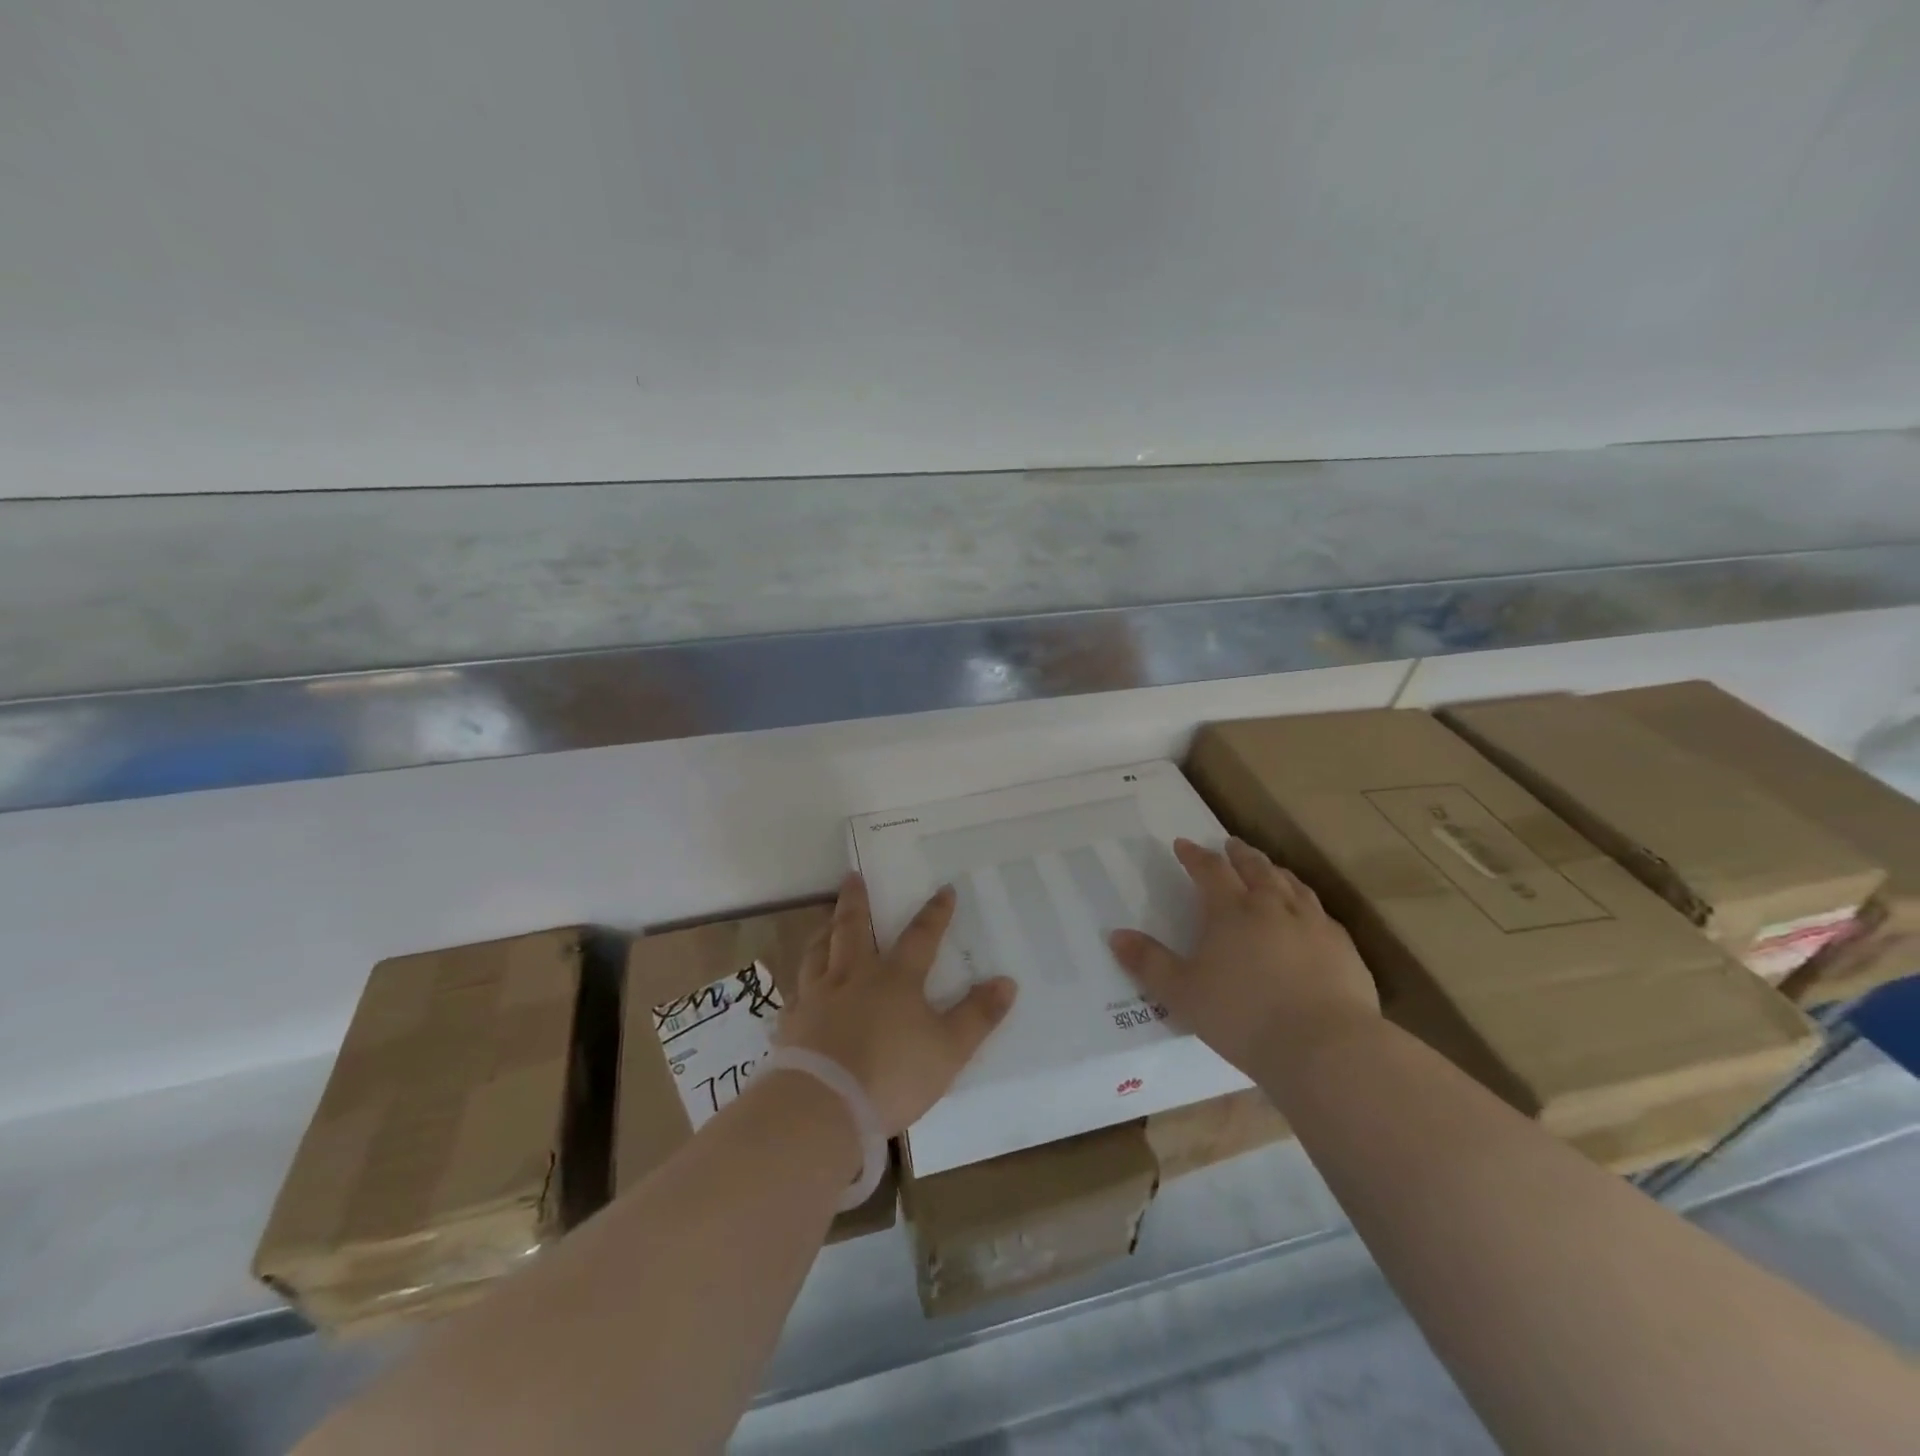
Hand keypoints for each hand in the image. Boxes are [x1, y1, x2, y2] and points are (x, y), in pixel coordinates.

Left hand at [776, 873, 1017, 1135]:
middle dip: (856, 901)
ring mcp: (817, 998)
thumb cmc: (892, 1074)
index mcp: (895, 979)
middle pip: (853, 929)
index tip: (944, 889)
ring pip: (818, 953)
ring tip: (825, 922)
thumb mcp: (949, 1050)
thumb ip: (977, 1016)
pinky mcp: (792, 1024)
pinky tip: (800, 988)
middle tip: (851, 876)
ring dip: (823, 932)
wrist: (823, 1106)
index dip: (935, 913)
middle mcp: (853, 977)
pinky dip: (801, 983)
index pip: (920, 936)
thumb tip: (1006, 982)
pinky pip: (796, 993)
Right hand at [1109, 837, 1379, 1073]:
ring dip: (1276, 872)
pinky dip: (1308, 904)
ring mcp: (1313, 925)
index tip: (1184, 844)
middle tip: (1231, 844)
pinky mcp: (1344, 949)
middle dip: (1240, 855)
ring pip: (1292, 885)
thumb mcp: (1182, 994)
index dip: (1195, 856)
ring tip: (1270, 869)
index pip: (1210, 871)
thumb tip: (1116, 935)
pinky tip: (1309, 915)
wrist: (1325, 1047)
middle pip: (1255, 869)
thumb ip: (1148, 963)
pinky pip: (1322, 914)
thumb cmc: (1243, 1017)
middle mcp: (1273, 907)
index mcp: (1231, 912)